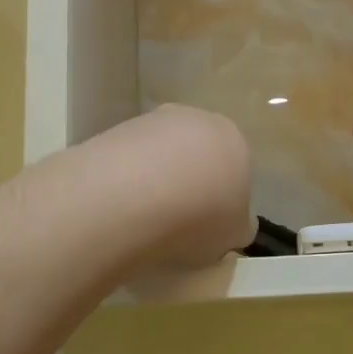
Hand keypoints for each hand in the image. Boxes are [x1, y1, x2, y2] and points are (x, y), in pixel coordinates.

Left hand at [94, 104, 253, 268]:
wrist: (133, 197)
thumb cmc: (199, 215)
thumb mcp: (235, 234)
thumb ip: (238, 224)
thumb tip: (236, 222)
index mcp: (234, 139)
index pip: (234, 167)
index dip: (223, 199)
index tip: (210, 225)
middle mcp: (196, 119)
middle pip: (197, 154)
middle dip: (190, 182)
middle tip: (179, 222)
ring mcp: (152, 121)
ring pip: (160, 154)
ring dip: (156, 180)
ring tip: (145, 219)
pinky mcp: (114, 130)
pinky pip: (128, 160)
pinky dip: (126, 181)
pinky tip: (120, 208)